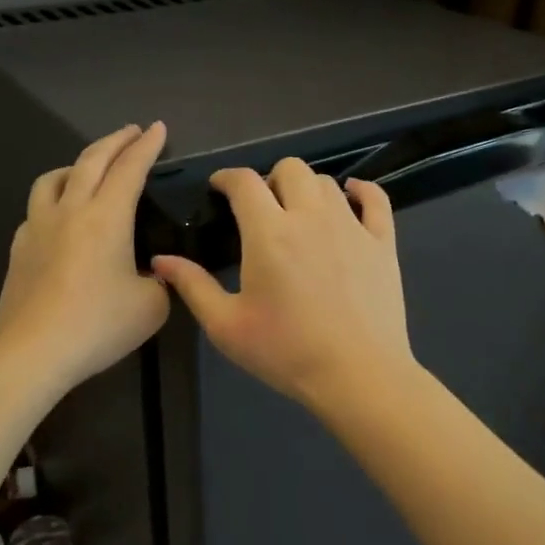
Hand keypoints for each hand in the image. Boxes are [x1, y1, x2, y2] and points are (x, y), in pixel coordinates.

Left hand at [0, 123, 170, 390]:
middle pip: (91, 160)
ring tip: (88, 169)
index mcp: (107, 217)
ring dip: (77, 164)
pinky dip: (54, 200)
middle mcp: (70, 210)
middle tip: (131, 132)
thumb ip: (160, 280)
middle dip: (115, 141)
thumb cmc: (99, 325)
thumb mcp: (152, 306)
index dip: (147, 145)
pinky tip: (60, 218)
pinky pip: (37, 210)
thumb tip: (152, 273)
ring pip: (54, 178)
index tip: (157, 128)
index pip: (130, 168)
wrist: (35, 351)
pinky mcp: (20, 248)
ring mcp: (38, 227)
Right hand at [151, 158, 414, 412]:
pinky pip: (375, 198)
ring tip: (299, 214)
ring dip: (307, 190)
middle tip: (262, 209)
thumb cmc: (286, 352)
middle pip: (290, 169)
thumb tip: (161, 260)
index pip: (244, 182)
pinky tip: (352, 196)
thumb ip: (193, 287)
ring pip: (327, 182)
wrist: (357, 374)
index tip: (220, 187)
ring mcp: (352, 226)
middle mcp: (311, 217)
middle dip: (269, 180)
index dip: (227, 177)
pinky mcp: (382, 242)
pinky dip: (361, 190)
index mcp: (269, 232)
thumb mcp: (227, 326)